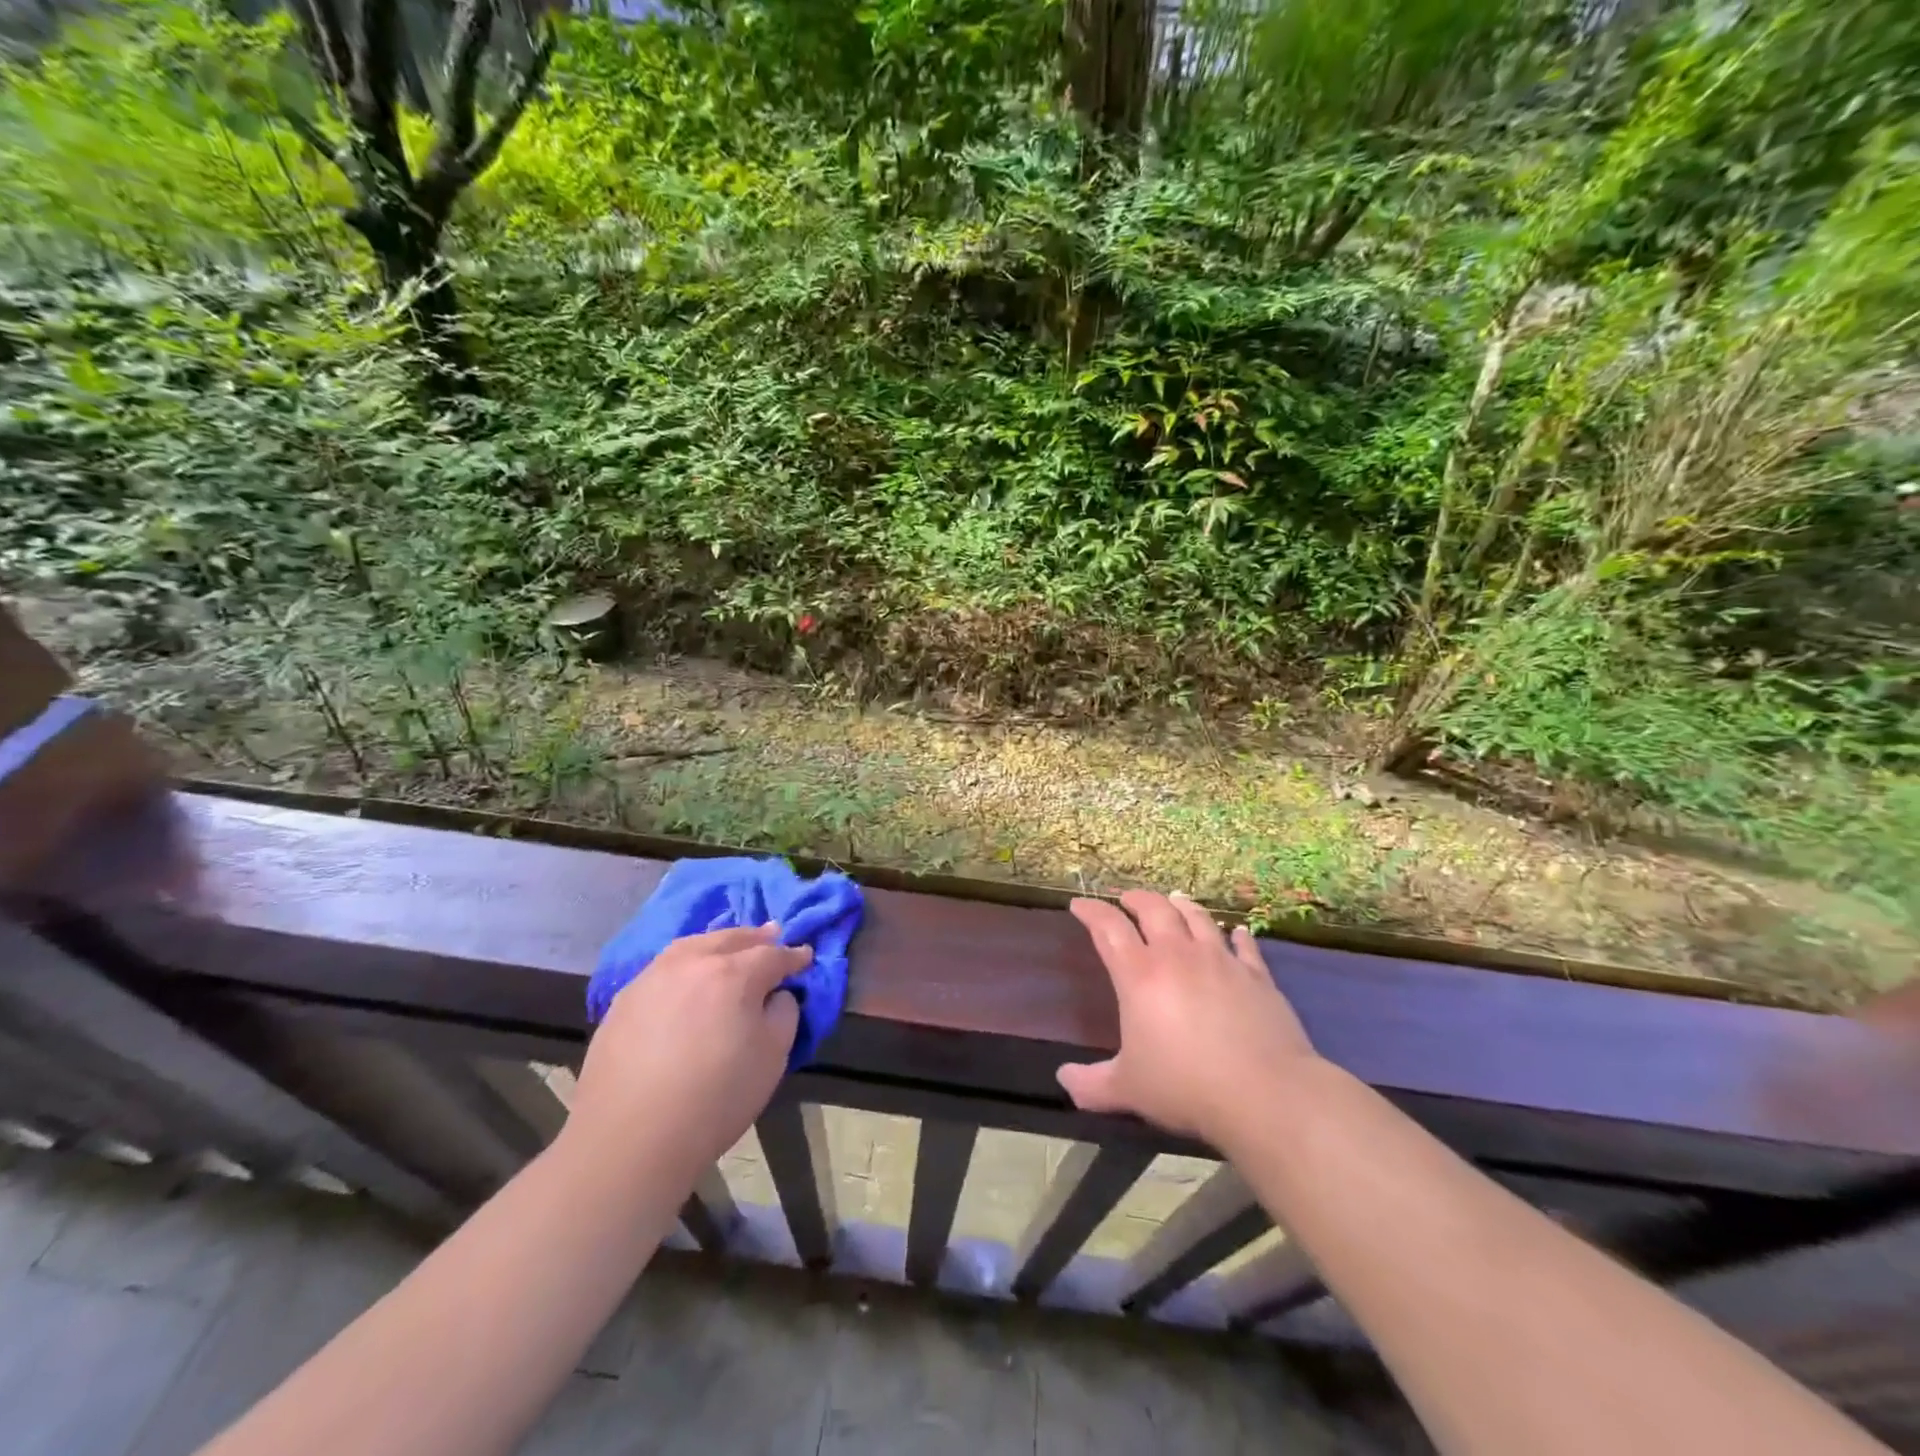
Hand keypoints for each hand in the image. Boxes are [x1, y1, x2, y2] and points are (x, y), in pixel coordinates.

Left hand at [565, 924, 808, 1176]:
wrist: (630, 1139)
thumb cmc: (715, 1098)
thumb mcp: (772, 1057)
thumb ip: (783, 1014)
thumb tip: (775, 996)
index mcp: (734, 974)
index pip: (773, 955)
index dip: (794, 956)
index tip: (806, 957)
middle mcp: (692, 963)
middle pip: (731, 938)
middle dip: (756, 937)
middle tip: (773, 933)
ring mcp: (653, 977)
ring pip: (693, 946)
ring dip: (717, 943)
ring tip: (728, 947)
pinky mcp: (624, 999)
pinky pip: (664, 968)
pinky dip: (685, 963)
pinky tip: (687, 978)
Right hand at [1060, 890, 1317, 1149]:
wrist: (1265, 1094)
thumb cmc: (1185, 1086)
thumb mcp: (1128, 1090)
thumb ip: (1091, 1084)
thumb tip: (1063, 1079)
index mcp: (1139, 975)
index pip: (1108, 928)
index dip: (1091, 911)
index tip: (1079, 904)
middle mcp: (1177, 955)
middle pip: (1153, 909)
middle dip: (1136, 899)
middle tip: (1126, 899)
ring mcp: (1220, 960)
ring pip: (1197, 917)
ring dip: (1181, 905)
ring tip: (1173, 900)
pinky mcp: (1256, 975)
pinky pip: (1243, 944)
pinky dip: (1235, 934)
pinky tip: (1235, 932)